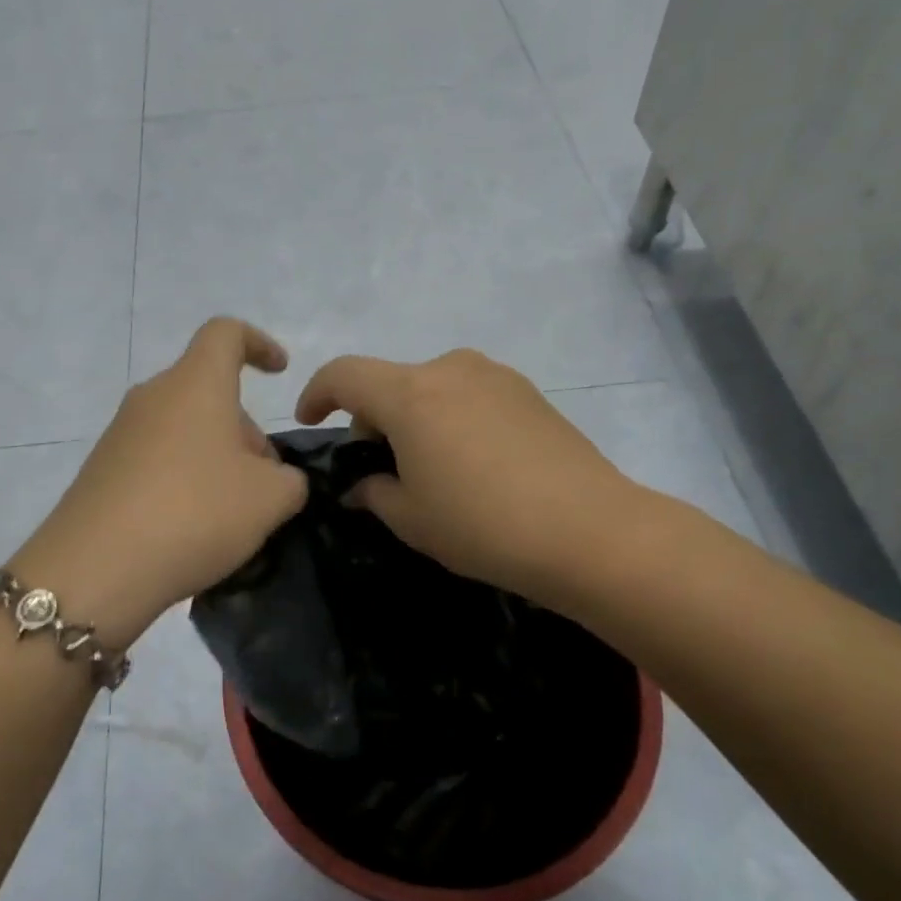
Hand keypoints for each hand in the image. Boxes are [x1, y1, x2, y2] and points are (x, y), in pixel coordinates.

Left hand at [15, 319, 308, 645]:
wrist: (96, 568)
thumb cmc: (196, 512)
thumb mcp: (271, 499)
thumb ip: (290, 480)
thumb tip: (277, 479)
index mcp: (196, 385)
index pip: (226, 333)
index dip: (258, 343)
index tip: (280, 372)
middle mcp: (153, 397)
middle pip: (208, 393)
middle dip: (244, 430)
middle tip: (266, 483)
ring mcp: (121, 433)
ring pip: (183, 429)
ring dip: (215, 459)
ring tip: (233, 513)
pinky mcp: (102, 470)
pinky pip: (157, 460)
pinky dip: (183, 479)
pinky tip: (193, 527)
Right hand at [295, 349, 640, 604]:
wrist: (588, 530)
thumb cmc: (482, 525)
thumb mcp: (411, 519)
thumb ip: (374, 493)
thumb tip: (362, 486)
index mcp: (410, 395)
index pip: (344, 374)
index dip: (317, 394)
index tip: (312, 422)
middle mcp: (450, 369)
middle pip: (390, 382)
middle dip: (372, 419)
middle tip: (380, 468)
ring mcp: (495, 376)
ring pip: (432, 387)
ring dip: (415, 418)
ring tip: (431, 469)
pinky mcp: (528, 392)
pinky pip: (469, 395)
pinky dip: (452, 419)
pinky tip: (474, 465)